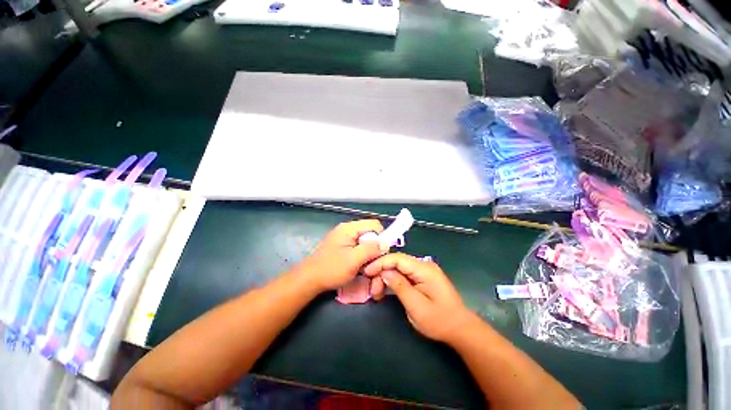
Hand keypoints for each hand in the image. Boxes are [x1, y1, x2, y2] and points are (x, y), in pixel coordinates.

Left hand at [296, 219, 387, 292]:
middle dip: (374, 247)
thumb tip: (386, 244)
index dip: (382, 236)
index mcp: (349, 228)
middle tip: (373, 261)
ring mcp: (343, 238)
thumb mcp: (354, 260)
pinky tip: (358, 265)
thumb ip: (371, 249)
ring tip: (365, 265)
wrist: (309, 279)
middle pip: (369, 233)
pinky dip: (361, 255)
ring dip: (368, 253)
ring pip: (364, 241)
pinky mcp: (341, 246)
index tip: (382, 252)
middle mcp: (347, 229)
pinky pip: (357, 246)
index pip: (374, 224)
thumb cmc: (331, 269)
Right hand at [363, 253, 473, 342]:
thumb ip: (399, 286)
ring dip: (386, 278)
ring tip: (377, 293)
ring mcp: (423, 271)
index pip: (397, 258)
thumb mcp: (416, 306)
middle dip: (382, 273)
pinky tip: (386, 290)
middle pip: (397, 262)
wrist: (460, 329)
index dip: (380, 263)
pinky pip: (404, 274)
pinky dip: (393, 281)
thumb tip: (384, 272)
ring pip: (398, 268)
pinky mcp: (422, 277)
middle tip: (373, 291)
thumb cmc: (439, 320)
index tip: (366, 272)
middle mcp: (423, 265)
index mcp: (424, 269)